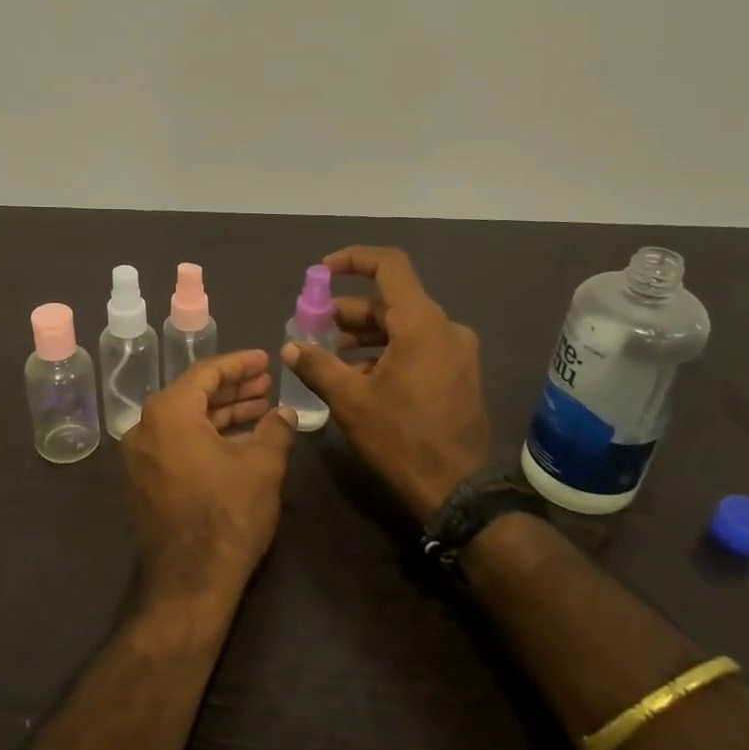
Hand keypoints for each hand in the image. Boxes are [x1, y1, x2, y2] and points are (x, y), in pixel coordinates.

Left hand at [122, 350, 298, 623]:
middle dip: (233, 389)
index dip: (240, 364)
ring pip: (186, 422)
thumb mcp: (262, 465)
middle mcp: (145, 428)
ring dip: (223, 414)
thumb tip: (284, 414)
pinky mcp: (145, 482)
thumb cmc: (227, 515)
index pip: (206, 372)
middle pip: (194, 395)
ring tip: (261, 410)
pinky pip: (177, 445)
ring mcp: (140, 457)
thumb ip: (276, 429)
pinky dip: (207, 437)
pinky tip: (239, 442)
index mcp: (168, 413)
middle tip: (267, 385)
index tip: (266, 360)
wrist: (189, 582)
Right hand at [280, 246, 490, 520]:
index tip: (322, 272)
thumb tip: (290, 347)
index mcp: (421, 323)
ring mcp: (455, 352)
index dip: (353, 260)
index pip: (389, 266)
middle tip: (313, 327)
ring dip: (364, 335)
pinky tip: (358, 377)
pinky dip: (385, 352)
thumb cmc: (401, 438)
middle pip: (391, 301)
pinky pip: (417, 347)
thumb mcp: (350, 400)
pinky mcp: (458, 373)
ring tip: (329, 355)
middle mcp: (444, 328)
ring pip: (402, 327)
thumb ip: (317, 365)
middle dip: (348, 311)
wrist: (458, 489)